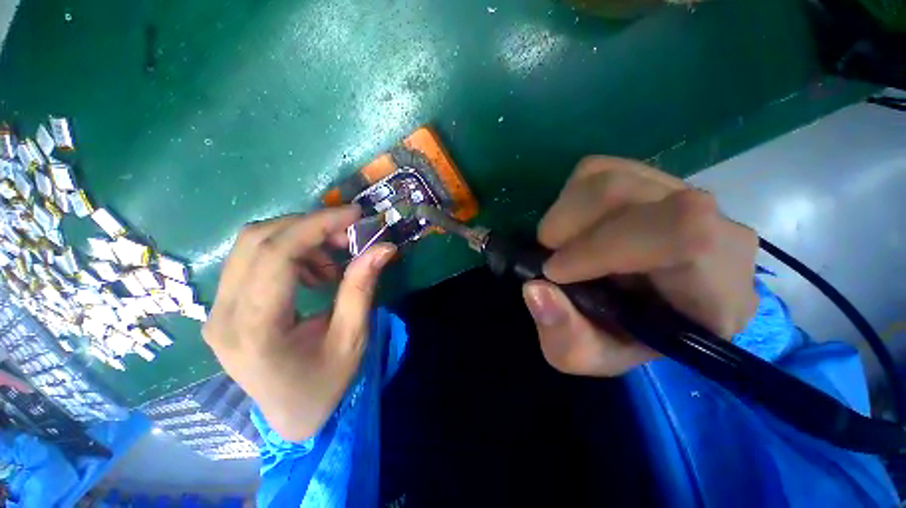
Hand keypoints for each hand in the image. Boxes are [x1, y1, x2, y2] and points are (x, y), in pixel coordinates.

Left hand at [203, 206, 395, 440]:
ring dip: (299, 239)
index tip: (354, 215)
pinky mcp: (224, 307)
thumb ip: (362, 288)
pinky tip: (312, 273)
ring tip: (332, 261)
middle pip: (256, 240)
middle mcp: (224, 316)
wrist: (293, 416)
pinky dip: (289, 252)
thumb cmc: (325, 384)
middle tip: (348, 235)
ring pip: (251, 245)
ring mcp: (217, 310)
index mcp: (256, 330)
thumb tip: (384, 247)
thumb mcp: (352, 337)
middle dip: (309, 226)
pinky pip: (252, 260)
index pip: (277, 256)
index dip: (317, 225)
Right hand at [523, 156, 758, 376]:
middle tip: (551, 258)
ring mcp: (683, 194)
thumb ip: (565, 338)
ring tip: (561, 245)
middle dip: (570, 226)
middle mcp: (717, 230)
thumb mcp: (588, 356)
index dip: (605, 246)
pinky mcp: (649, 176)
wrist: (645, 308)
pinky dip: (569, 200)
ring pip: (609, 179)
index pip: (685, 234)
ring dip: (564, 215)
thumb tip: (534, 288)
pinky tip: (576, 228)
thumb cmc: (623, 339)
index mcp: (718, 291)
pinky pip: (598, 170)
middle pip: (631, 193)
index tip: (555, 271)